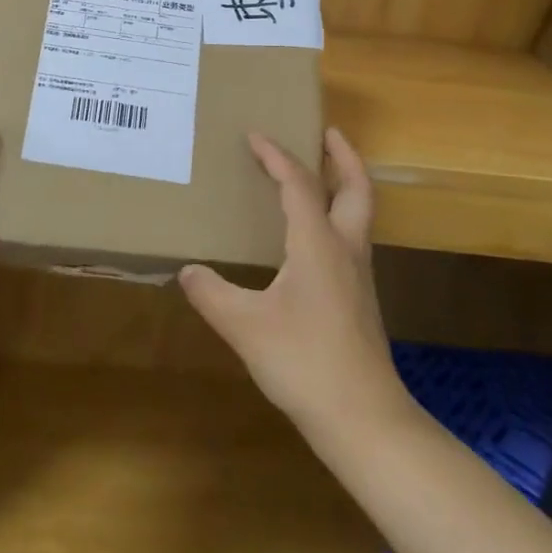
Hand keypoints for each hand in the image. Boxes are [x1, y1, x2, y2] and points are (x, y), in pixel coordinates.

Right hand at [180, 129, 413, 448]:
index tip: (255, 136)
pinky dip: (337, 215)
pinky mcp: (359, 299)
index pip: (299, 184)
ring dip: (344, 184)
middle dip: (343, 156)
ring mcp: (358, 275)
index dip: (276, 156)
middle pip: (357, 188)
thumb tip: (187, 270)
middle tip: (326, 132)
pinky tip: (312, 236)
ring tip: (319, 173)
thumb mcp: (244, 326)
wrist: (364, 420)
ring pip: (360, 213)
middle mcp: (344, 249)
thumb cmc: (304, 363)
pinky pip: (350, 238)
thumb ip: (211, 293)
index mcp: (317, 244)